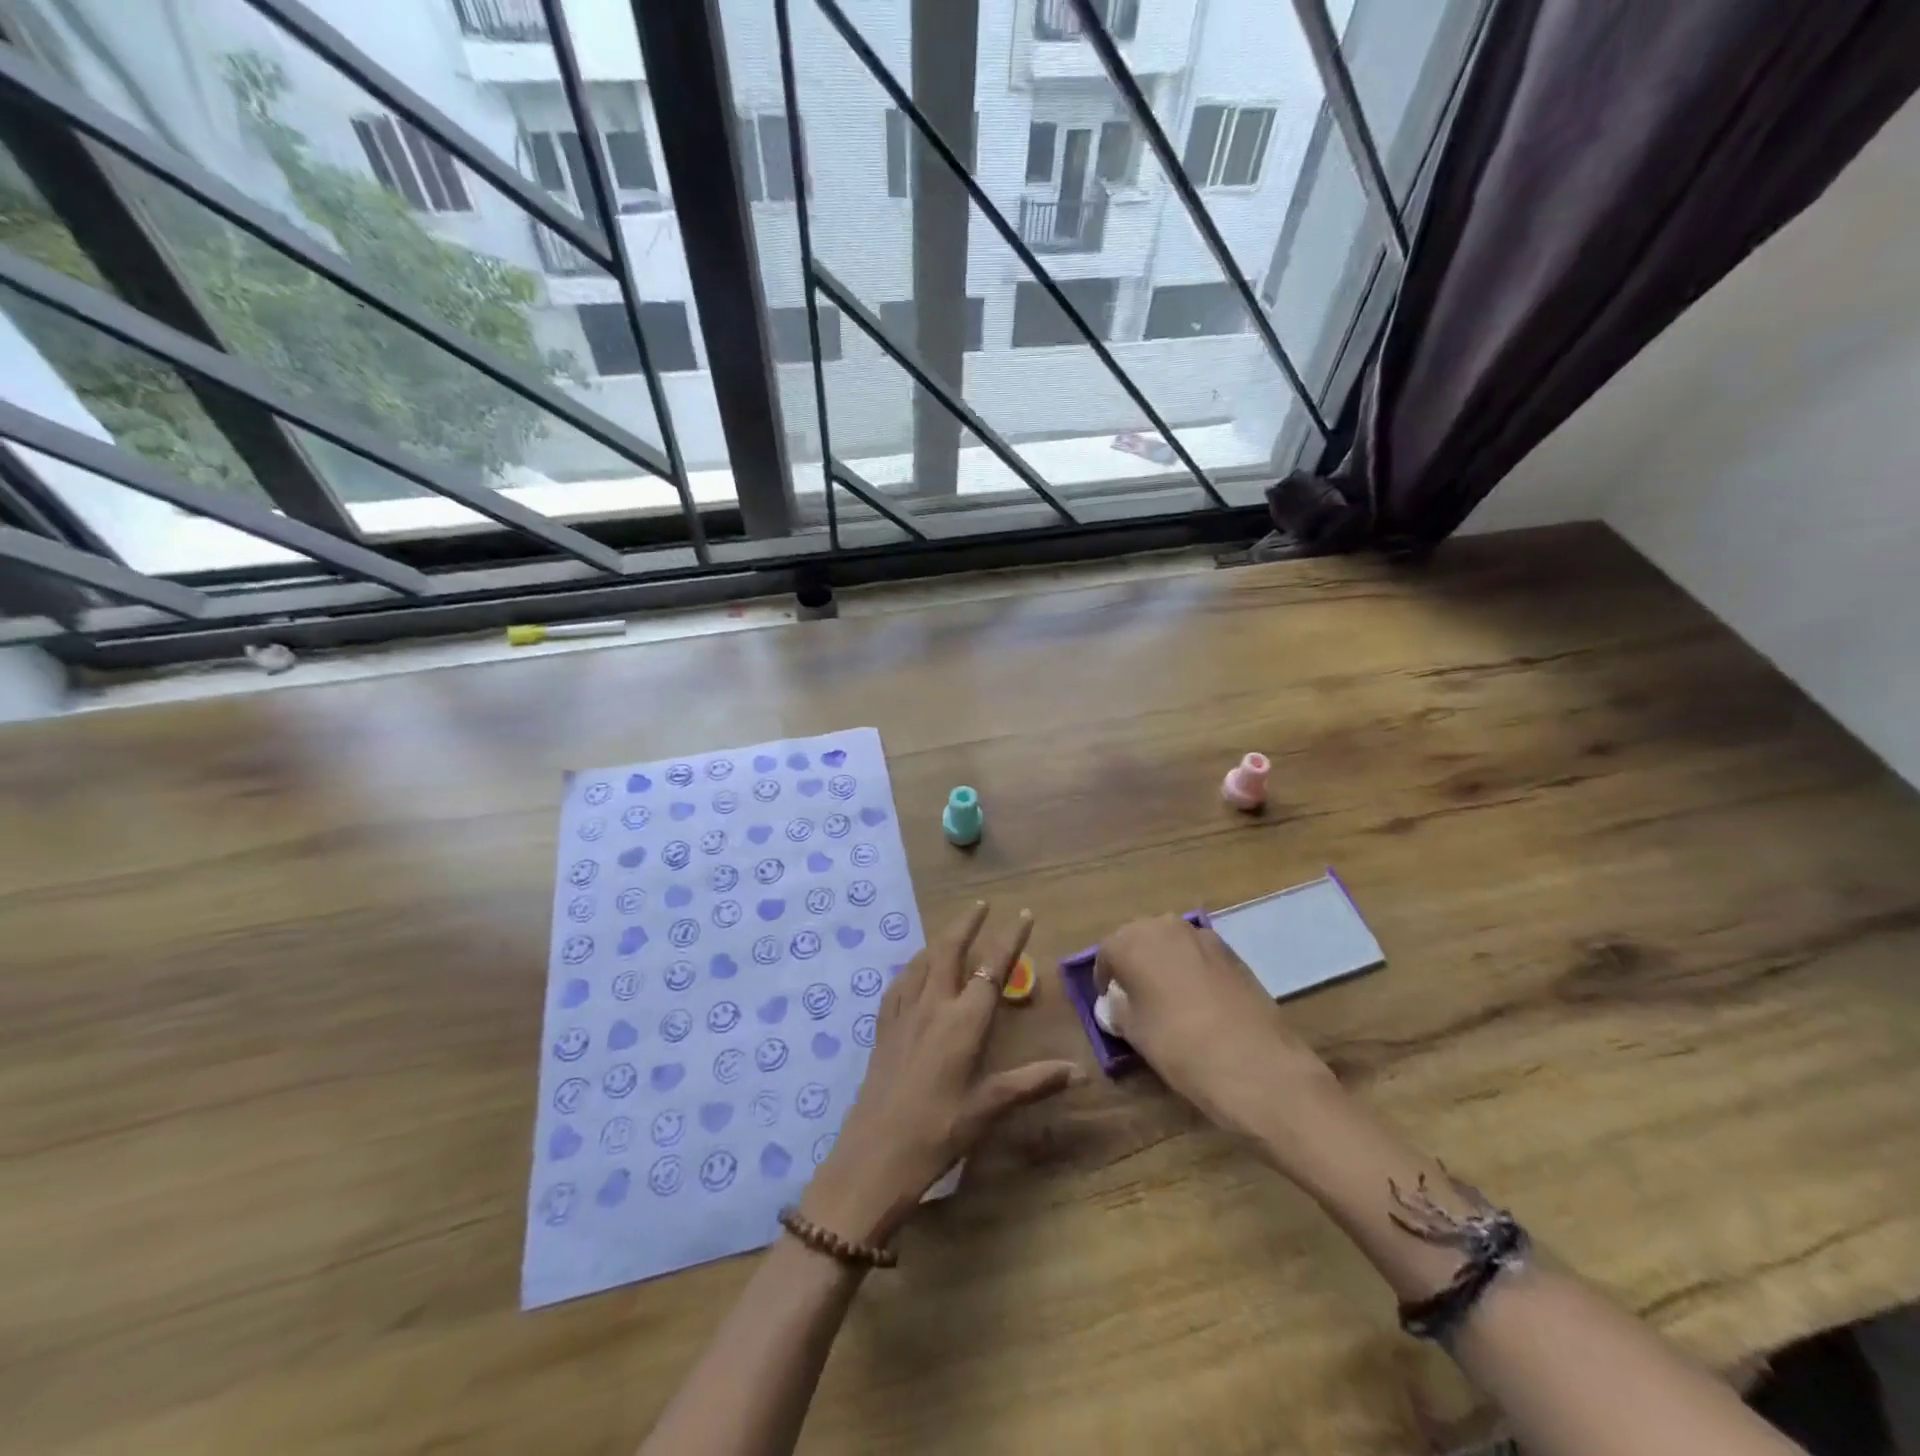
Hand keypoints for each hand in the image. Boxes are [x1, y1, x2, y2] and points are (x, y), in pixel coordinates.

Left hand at [801, 903, 1078, 1246]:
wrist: (874, 1156)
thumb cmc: (938, 1133)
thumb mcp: (989, 1108)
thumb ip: (1032, 1082)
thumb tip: (1078, 1071)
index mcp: (963, 1021)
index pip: (992, 968)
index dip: (1010, 939)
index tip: (1022, 913)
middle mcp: (933, 1006)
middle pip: (950, 950)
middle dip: (967, 923)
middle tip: (982, 905)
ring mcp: (903, 1014)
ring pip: (923, 961)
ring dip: (940, 940)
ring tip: (952, 931)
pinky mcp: (884, 1028)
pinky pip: (900, 982)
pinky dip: (914, 965)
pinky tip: (915, 971)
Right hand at [1094, 914, 1335, 1136]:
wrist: (1255, 1063)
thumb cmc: (1179, 1045)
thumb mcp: (1134, 1032)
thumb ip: (1118, 1008)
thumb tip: (1117, 1002)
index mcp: (1133, 942)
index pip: (1107, 952)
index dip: (1105, 978)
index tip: (1109, 1002)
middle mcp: (1165, 927)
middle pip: (1139, 939)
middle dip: (1133, 963)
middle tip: (1134, 996)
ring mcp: (1202, 936)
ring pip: (1170, 943)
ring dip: (1163, 963)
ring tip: (1166, 998)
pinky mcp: (1232, 952)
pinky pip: (1198, 954)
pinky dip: (1190, 969)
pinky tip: (1198, 1001)